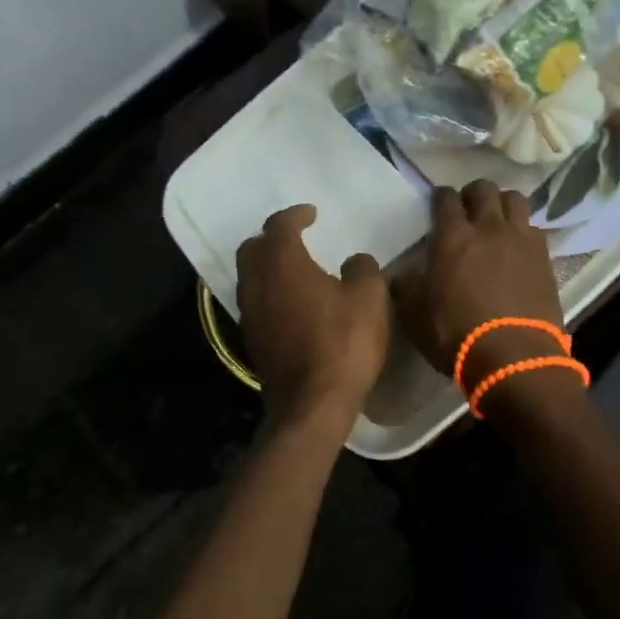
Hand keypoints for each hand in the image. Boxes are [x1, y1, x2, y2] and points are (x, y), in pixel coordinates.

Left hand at [235, 206, 389, 432]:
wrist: (313, 404)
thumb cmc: (343, 342)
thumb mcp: (370, 298)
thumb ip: (363, 269)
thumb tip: (355, 261)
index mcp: (283, 264)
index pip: (279, 226)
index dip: (295, 215)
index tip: (312, 214)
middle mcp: (258, 284)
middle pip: (252, 249)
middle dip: (272, 239)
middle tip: (296, 240)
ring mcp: (250, 315)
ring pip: (250, 278)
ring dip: (268, 268)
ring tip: (295, 271)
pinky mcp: (252, 342)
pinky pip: (256, 304)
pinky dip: (270, 294)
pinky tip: (292, 304)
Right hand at [396, 181, 578, 410]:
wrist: (513, 356)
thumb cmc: (456, 335)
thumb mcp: (415, 315)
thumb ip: (407, 287)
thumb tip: (403, 275)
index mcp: (452, 237)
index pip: (446, 199)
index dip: (441, 197)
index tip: (439, 203)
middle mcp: (488, 228)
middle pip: (484, 189)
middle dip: (474, 193)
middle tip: (468, 208)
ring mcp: (520, 239)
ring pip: (515, 199)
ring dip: (503, 203)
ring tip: (498, 219)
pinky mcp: (544, 256)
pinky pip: (534, 228)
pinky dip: (524, 230)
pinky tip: (519, 245)